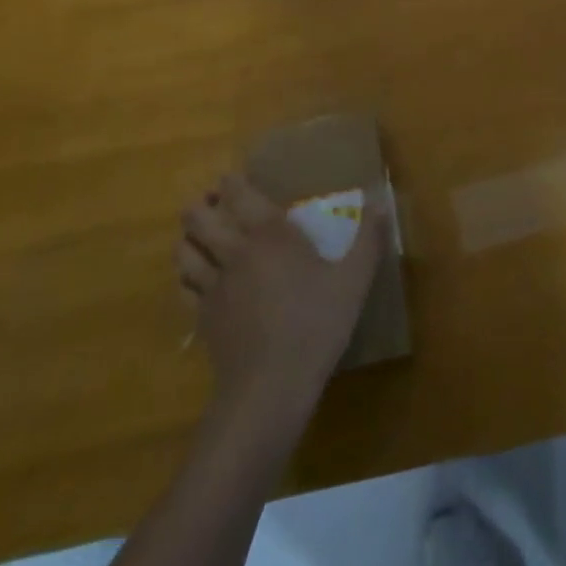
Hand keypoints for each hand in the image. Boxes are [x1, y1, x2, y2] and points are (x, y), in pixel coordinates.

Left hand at [176, 174, 385, 416]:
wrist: (270, 386)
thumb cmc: (316, 324)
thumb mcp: (354, 280)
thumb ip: (369, 238)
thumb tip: (381, 201)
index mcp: (268, 234)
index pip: (238, 193)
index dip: (231, 182)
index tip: (233, 178)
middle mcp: (233, 251)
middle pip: (197, 217)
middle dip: (200, 205)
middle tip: (214, 204)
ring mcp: (212, 286)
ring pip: (183, 250)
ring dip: (189, 238)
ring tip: (201, 237)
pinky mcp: (202, 317)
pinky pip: (183, 286)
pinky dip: (187, 276)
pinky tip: (199, 280)